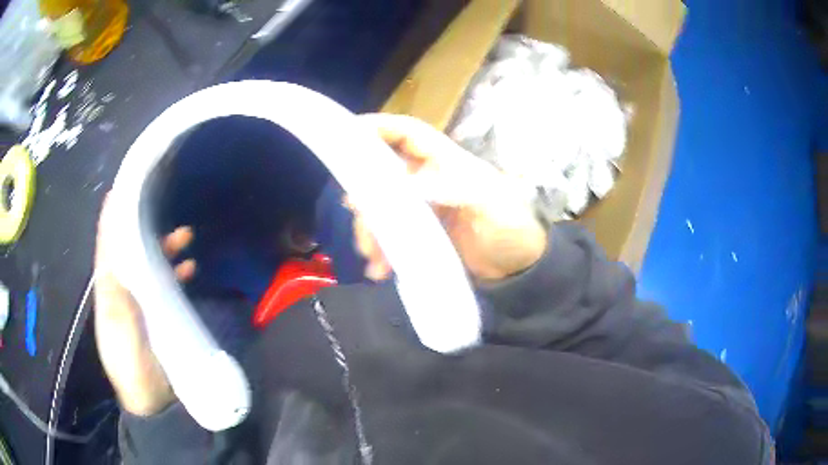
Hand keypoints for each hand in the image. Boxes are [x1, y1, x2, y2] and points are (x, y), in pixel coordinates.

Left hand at [94, 196, 195, 415]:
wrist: (152, 401)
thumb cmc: (129, 363)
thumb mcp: (118, 326)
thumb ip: (115, 288)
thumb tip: (114, 244)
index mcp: (108, 289)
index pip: (107, 245)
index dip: (112, 217)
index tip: (122, 188)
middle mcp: (123, 289)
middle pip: (131, 249)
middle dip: (143, 227)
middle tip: (162, 209)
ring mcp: (142, 302)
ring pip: (151, 264)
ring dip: (165, 248)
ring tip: (186, 236)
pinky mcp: (160, 314)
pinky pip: (167, 284)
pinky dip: (177, 272)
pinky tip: (191, 268)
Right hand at [353, 114, 546, 281]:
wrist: (519, 268)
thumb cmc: (512, 228)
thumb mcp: (491, 204)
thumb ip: (456, 190)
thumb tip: (409, 185)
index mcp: (447, 162)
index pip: (408, 133)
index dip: (379, 126)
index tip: (348, 133)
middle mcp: (429, 180)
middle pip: (384, 173)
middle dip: (366, 191)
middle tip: (354, 212)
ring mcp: (423, 208)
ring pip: (383, 208)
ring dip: (370, 229)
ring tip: (371, 256)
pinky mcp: (421, 235)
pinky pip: (391, 236)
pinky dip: (381, 251)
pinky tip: (380, 270)